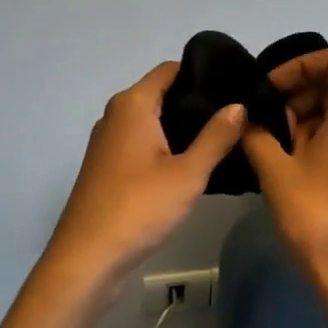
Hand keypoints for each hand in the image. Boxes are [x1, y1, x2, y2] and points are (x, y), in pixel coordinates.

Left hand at [37, 61, 245, 308]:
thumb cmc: (139, 208)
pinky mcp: (108, 166)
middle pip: (162, 93)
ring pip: (153, 120)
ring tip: (225, 137)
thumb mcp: (188, 173)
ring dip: (183, 127)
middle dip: (197, 101)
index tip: (236, 84)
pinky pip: (143, 142)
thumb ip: (216, 137)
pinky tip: (194, 164)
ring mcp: (108, 141)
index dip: (203, 72)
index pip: (171, 69)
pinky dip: (167, 145)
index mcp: (132, 104)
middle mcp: (116, 115)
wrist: (87, 258)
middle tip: (238, 114)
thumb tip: (239, 104)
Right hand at [242, 46, 327, 327]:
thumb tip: (245, 119)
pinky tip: (286, 157)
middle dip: (298, 89)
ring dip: (304, 114)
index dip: (303, 63)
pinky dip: (316, 133)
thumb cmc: (315, 217)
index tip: (272, 86)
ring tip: (269, 138)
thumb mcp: (275, 171)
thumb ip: (257, 135)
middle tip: (264, 114)